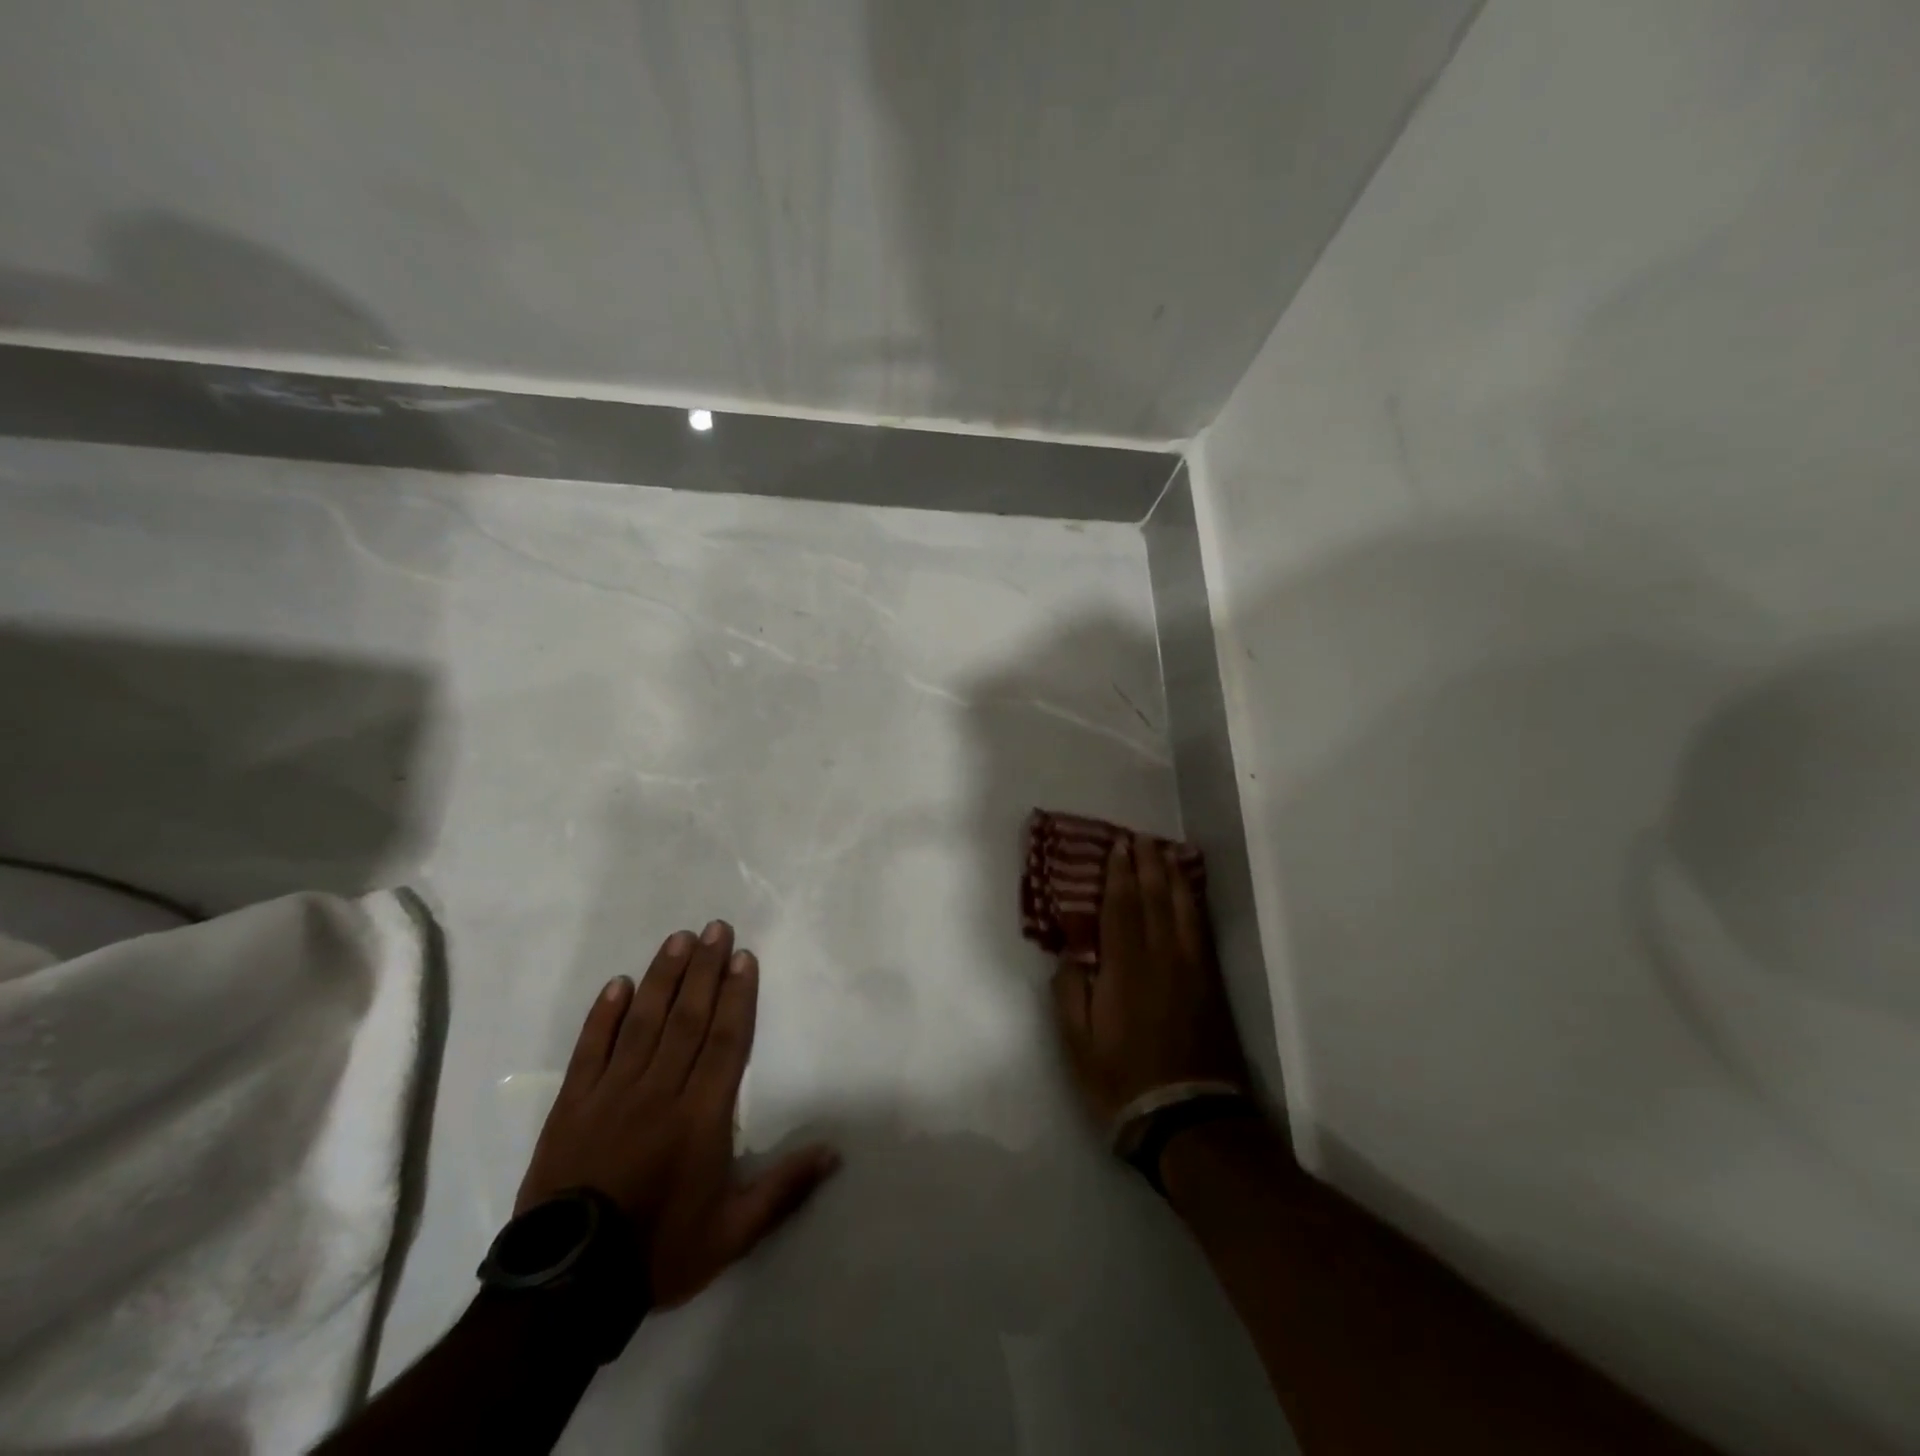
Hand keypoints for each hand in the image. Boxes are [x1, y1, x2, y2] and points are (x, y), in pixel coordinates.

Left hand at [517, 921, 839, 1308]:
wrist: (567, 1289)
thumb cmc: (659, 1252)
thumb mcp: (733, 1233)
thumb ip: (784, 1188)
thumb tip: (835, 1153)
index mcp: (701, 1116)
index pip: (725, 1040)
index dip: (736, 995)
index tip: (742, 957)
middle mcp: (660, 1091)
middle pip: (687, 1018)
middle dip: (704, 969)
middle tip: (715, 927)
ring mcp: (612, 1094)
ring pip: (643, 1022)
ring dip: (663, 977)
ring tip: (678, 939)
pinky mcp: (573, 1104)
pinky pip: (590, 1049)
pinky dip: (604, 1014)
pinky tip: (618, 984)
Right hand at [1050, 833, 1247, 1128]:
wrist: (1189, 1119)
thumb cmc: (1122, 1080)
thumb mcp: (1077, 1042)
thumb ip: (1070, 991)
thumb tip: (1072, 953)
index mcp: (1125, 968)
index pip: (1121, 907)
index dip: (1119, 874)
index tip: (1118, 845)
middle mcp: (1162, 958)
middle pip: (1155, 899)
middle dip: (1147, 865)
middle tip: (1140, 838)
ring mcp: (1192, 970)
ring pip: (1184, 910)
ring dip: (1174, 878)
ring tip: (1167, 854)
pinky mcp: (1212, 986)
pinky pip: (1202, 931)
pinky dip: (1195, 905)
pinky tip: (1190, 896)